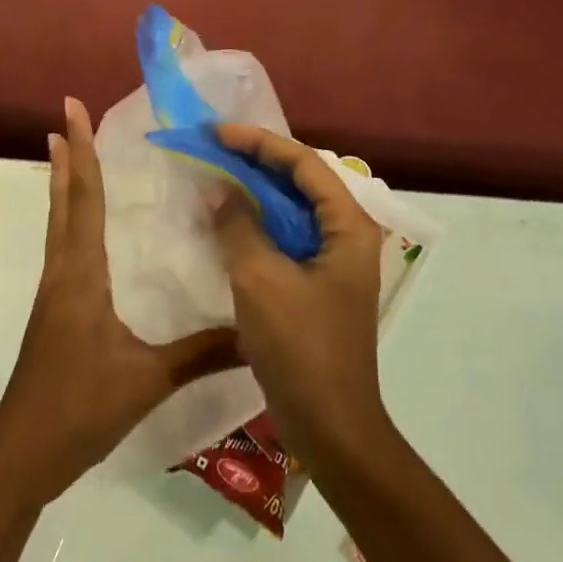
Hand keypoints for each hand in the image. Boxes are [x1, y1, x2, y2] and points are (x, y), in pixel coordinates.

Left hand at [0, 97, 240, 504]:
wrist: (21, 457)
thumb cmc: (79, 409)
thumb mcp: (147, 380)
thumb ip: (203, 354)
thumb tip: (256, 332)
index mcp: (81, 274)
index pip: (84, 198)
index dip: (81, 152)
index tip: (71, 110)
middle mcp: (63, 272)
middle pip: (64, 201)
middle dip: (67, 156)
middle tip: (66, 116)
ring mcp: (54, 293)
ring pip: (59, 223)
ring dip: (65, 184)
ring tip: (67, 153)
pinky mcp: (54, 313)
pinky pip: (64, 249)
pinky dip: (71, 219)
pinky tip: (86, 230)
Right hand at [209, 126, 391, 467]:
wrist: (331, 428)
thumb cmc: (301, 349)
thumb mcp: (261, 280)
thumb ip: (239, 226)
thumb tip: (222, 190)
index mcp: (348, 226)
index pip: (304, 164)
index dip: (259, 142)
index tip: (217, 133)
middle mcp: (348, 235)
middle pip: (302, 181)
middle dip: (257, 161)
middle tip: (214, 148)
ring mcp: (335, 261)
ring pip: (293, 209)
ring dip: (256, 191)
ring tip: (217, 174)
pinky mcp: (318, 284)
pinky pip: (287, 237)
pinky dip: (258, 223)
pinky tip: (228, 222)